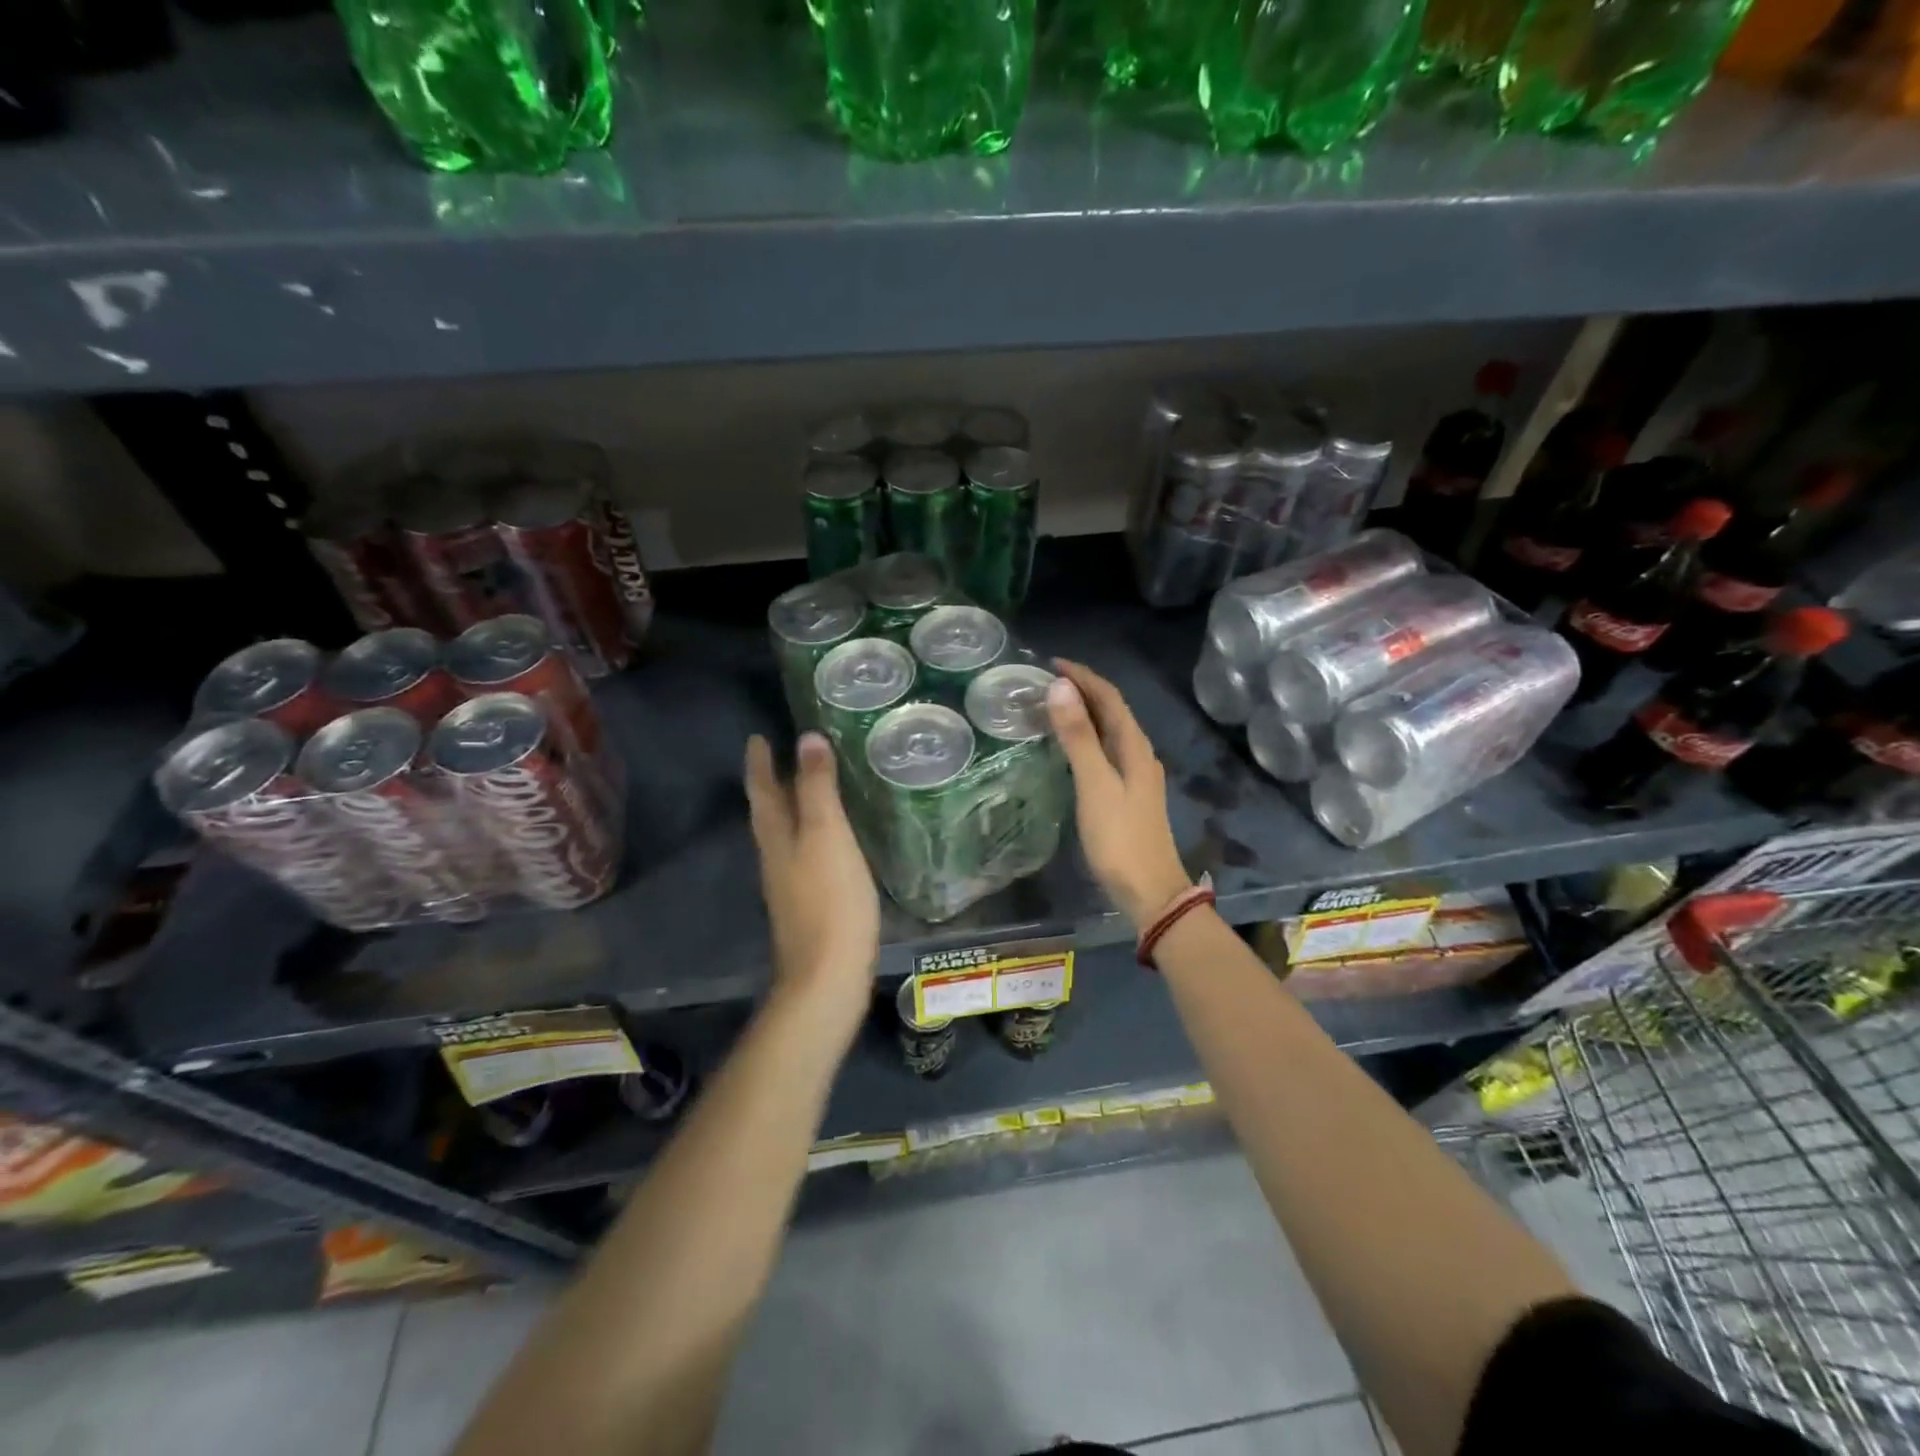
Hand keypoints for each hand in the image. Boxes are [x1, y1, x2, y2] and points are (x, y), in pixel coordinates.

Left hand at [745, 731, 879, 1020]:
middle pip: (768, 811)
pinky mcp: (806, 902)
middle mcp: (775, 855)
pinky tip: (825, 838)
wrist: (828, 974)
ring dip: (788, 806)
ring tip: (803, 787)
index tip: (758, 736)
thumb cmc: (830, 898)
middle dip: (770, 781)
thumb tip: (806, 738)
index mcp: (777, 835)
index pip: (762, 788)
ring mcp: (788, 883)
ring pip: (782, 833)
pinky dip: (806, 833)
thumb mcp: (827, 834)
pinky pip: (801, 854)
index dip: (760, 761)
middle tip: (780, 754)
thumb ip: (817, 787)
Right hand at [1046, 659, 1191, 930]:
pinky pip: (1106, 750)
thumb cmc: (1119, 838)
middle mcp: (1139, 754)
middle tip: (1045, 681)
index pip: (1110, 698)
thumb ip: (1078, 737)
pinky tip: (1071, 747)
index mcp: (1134, 746)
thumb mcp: (1094, 784)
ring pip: (1109, 731)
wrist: (1149, 891)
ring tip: (1053, 706)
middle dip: (1083, 690)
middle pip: (1112, 711)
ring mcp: (1136, 775)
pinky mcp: (1128, 794)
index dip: (1083, 677)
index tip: (1051, 663)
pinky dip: (1086, 737)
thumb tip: (1060, 687)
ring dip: (1085, 713)